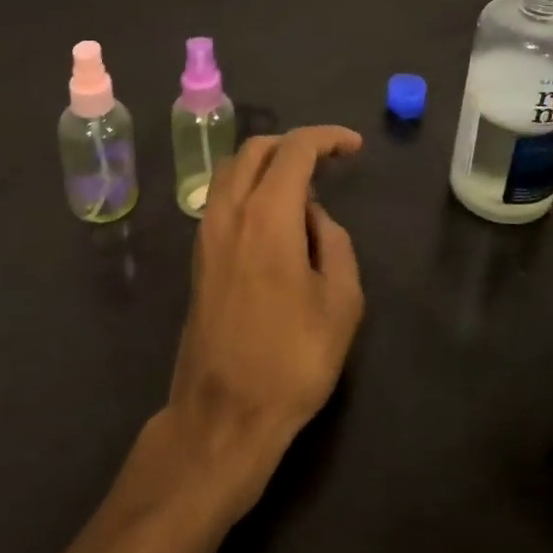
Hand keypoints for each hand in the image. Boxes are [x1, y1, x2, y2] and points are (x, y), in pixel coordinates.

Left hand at [162, 126, 364, 522]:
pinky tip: (276, 219)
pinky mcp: (199, 256)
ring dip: (268, 163)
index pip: (295, 150)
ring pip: (232, 170)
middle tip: (329, 160)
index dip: (327, 138)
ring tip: (304, 188)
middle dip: (295, 144)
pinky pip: (223, 198)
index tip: (354, 147)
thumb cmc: (292, 360)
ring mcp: (207, 232)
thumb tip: (314, 217)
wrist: (223, 414)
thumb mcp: (341, 302)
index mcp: (267, 215)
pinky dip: (250, 187)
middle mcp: (229, 211)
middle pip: (256, 149)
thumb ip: (335, 242)